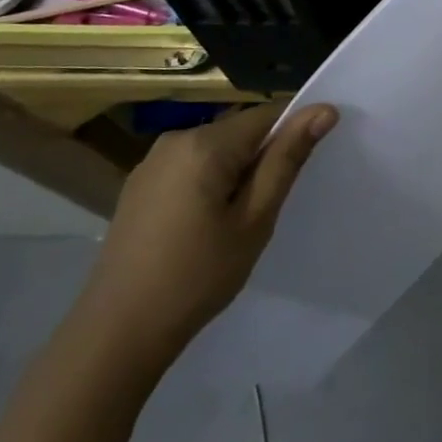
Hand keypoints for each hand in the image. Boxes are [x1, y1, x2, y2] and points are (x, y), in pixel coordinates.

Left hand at [73, 102, 337, 363]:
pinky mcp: (139, 184)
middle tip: (270, 207)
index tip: (305, 169)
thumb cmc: (198, 276)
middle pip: (240, 131)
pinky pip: (190, 166)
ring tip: (239, 221)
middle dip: (262, 158)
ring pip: (216, 150)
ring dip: (236, 172)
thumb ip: (287, 159)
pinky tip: (205, 225)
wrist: (118, 331)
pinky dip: (210, 183)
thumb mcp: (254, 219)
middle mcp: (175, 139)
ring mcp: (152, 161)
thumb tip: (324, 110)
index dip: (293, 134)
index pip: (267, 115)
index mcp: (205, 143)